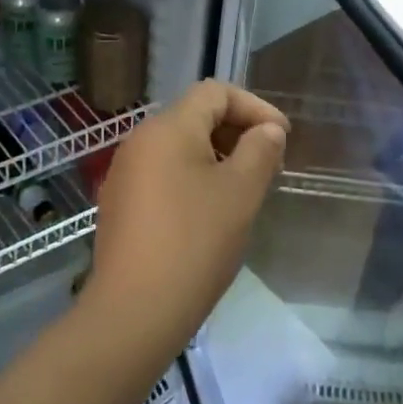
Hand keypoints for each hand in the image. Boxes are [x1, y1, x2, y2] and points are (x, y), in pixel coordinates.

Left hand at [86, 81, 287, 365]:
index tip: (282, 138)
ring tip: (245, 191)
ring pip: (179, 148)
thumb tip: (267, 130)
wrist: (134, 310)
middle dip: (237, 133)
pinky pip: (163, 174)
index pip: (215, 92)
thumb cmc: (195, 243)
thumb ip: (260, 151)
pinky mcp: (120, 204)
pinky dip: (193, 179)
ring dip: (217, 158)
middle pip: (195, 116)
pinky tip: (211, 214)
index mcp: (167, 128)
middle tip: (268, 167)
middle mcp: (140, 141)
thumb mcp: (240, 193)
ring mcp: (125, 173)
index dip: (254, 107)